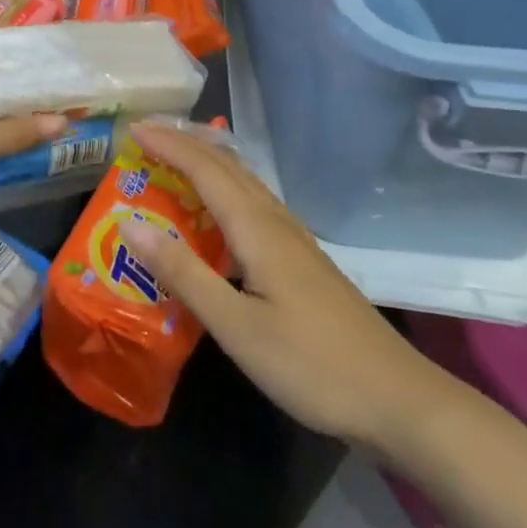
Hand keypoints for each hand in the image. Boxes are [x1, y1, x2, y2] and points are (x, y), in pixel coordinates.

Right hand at [121, 120, 457, 448]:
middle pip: (226, 165)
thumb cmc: (311, 364)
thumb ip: (182, 272)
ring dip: (205, 162)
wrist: (398, 399)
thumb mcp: (235, 325)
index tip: (131, 128)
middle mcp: (275, 220)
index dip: (167, 144)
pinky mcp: (302, 259)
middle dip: (184, 143)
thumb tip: (128, 222)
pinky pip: (254, 203)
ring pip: (243, 181)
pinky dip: (224, 189)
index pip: (203, 168)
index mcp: (256, 227)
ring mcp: (294, 239)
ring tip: (173, 159)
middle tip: (145, 136)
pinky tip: (219, 210)